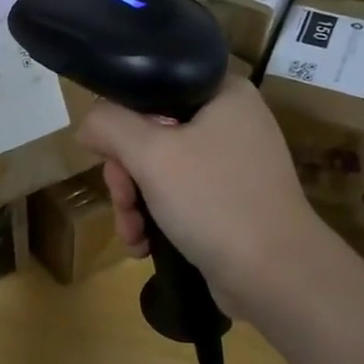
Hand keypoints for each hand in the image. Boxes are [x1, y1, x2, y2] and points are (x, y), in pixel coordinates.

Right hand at [79, 75, 323, 314]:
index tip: (110, 154)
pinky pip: (179, 197)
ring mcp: (233, 165)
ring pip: (160, 170)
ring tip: (132, 233)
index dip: (122, 119)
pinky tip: (143, 245)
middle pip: (151, 133)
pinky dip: (156, 218)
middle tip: (123, 200)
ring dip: (134, 203)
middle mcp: (231, 122)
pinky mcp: (230, 202)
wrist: (276, 276)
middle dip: (126, 175)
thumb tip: (88, 125)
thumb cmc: (214, 201)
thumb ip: (109, 125)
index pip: (153, 87)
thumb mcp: (150, 154)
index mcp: (223, 93)